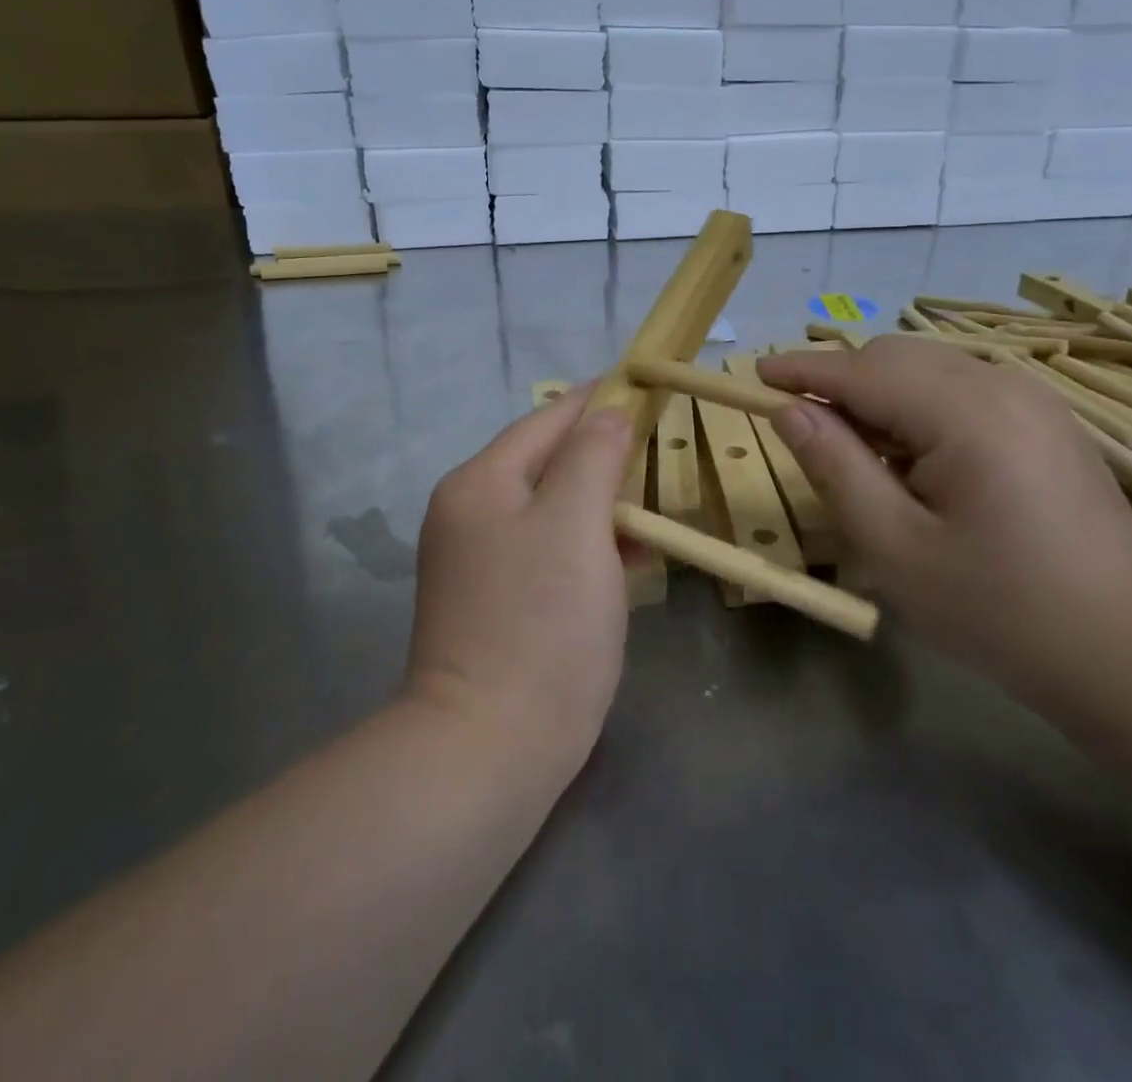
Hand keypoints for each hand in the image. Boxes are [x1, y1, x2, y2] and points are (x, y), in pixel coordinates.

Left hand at [407, 389, 632, 777]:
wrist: (490, 748)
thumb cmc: (542, 624)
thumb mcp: (576, 523)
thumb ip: (592, 455)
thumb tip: (607, 413)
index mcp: (481, 483)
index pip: (548, 419)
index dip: (599, 399)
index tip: (646, 384)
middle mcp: (470, 513)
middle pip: (547, 462)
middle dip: (604, 452)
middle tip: (661, 446)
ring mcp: (478, 560)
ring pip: (552, 507)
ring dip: (601, 500)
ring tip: (653, 500)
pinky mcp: (496, 600)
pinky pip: (548, 548)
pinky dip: (588, 541)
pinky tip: (628, 555)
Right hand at [756, 337, 1131, 673]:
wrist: (1130, 649)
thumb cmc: (1000, 610)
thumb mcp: (896, 548)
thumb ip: (836, 468)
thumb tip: (790, 412)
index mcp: (965, 413)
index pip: (862, 371)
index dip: (802, 370)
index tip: (754, 377)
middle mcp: (1002, 384)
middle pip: (895, 358)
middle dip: (841, 382)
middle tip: (806, 434)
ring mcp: (1032, 397)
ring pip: (928, 368)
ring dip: (879, 395)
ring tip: (861, 456)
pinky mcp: (1045, 418)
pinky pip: (961, 388)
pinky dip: (918, 406)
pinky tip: (917, 460)